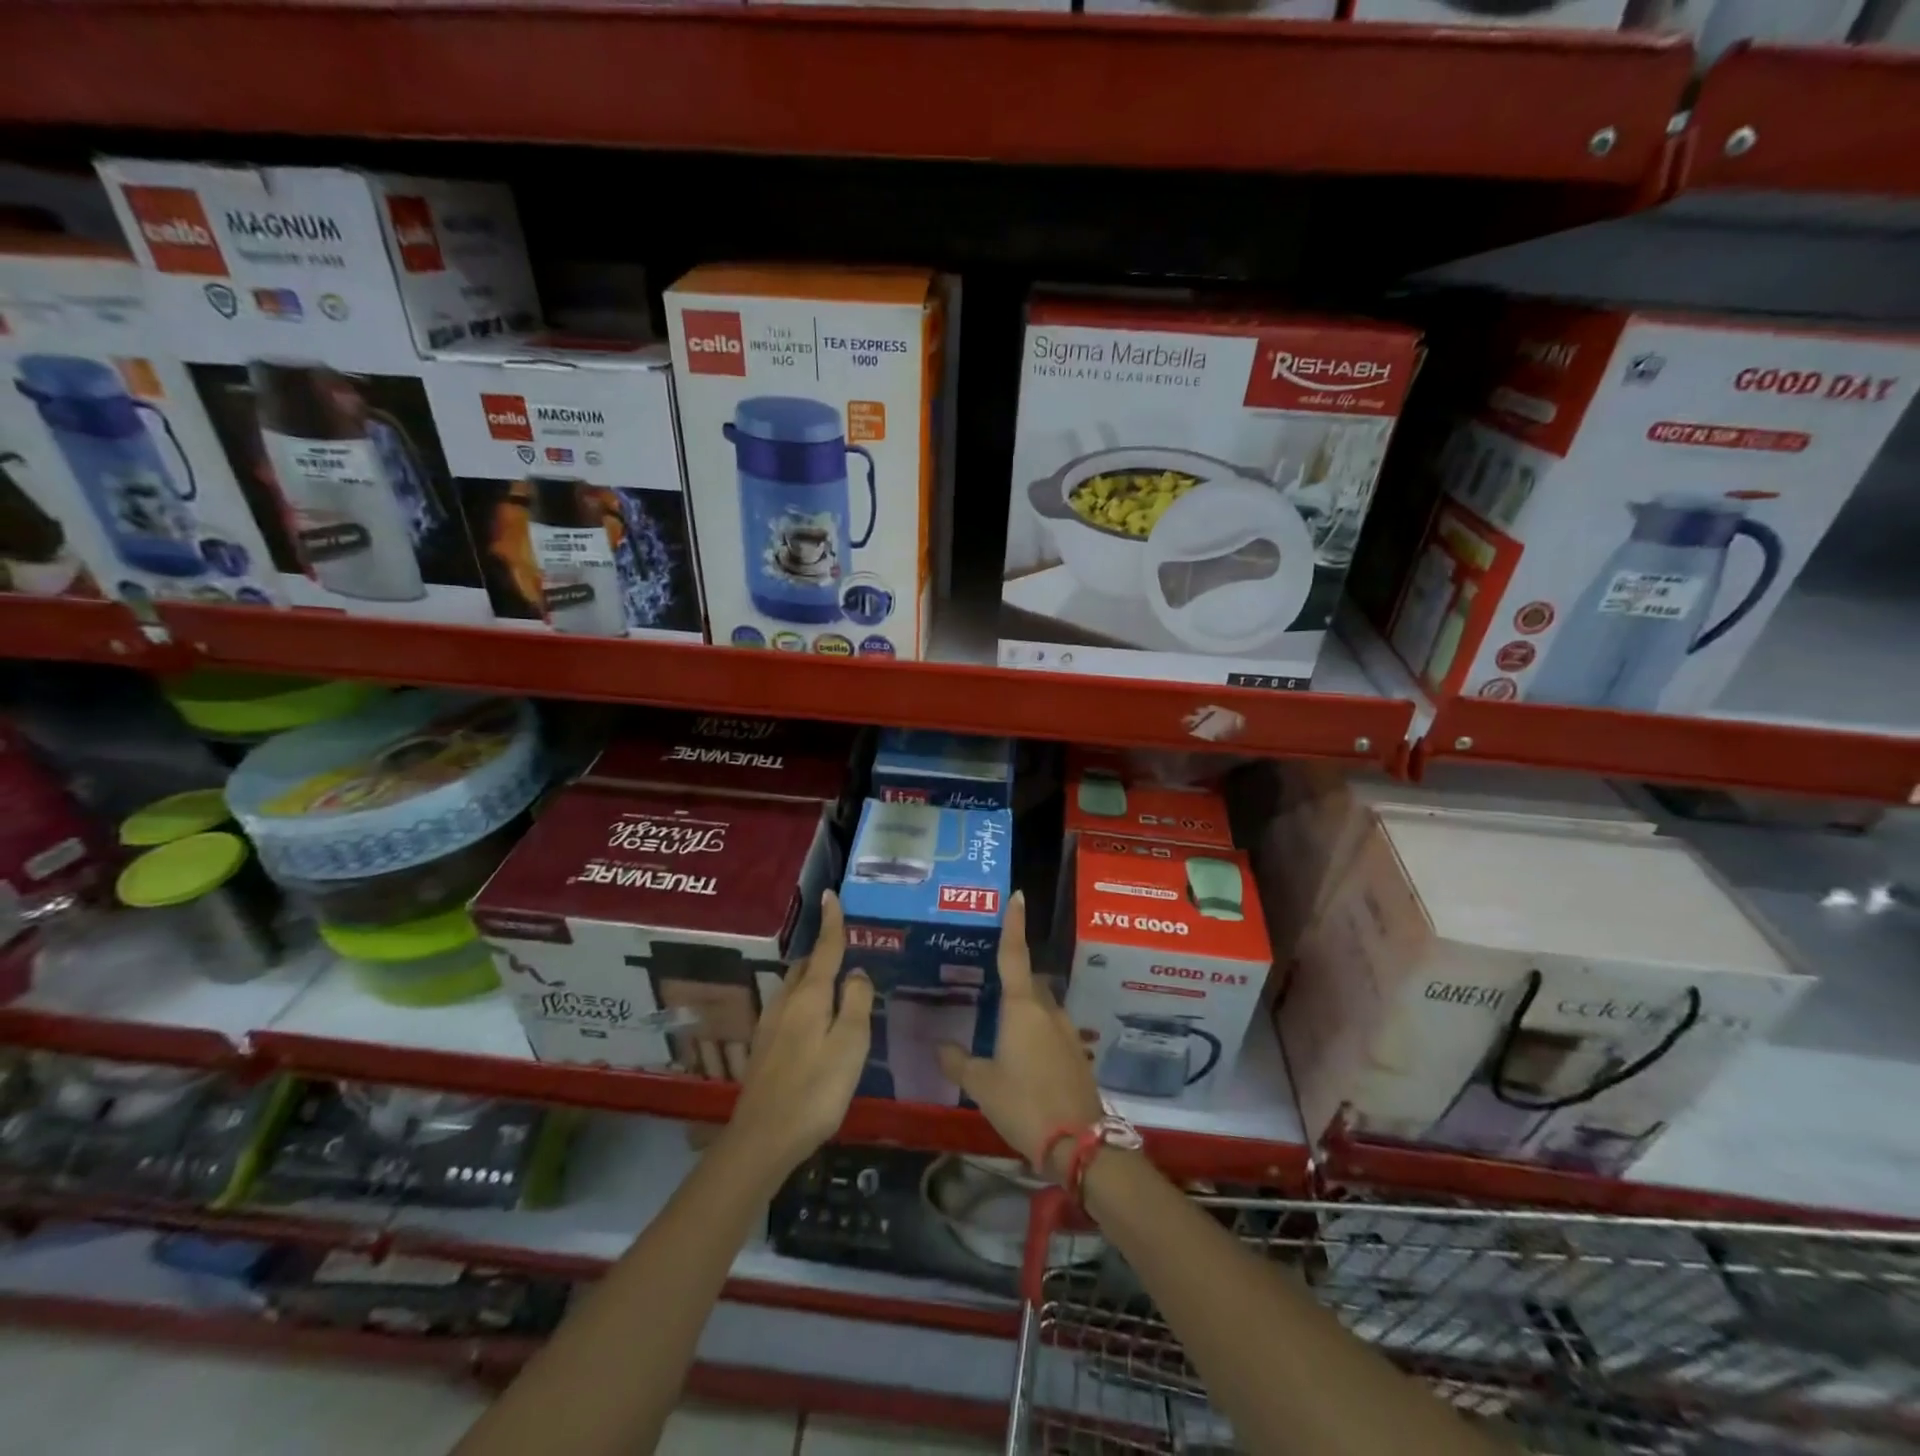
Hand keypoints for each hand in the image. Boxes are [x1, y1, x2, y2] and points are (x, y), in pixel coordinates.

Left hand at [726, 890, 874, 1176]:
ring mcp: (770, 1025)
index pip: (824, 949)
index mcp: (810, 996)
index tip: (830, 895)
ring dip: (813, 978)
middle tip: (845, 953)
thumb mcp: (851, 1045)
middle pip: (806, 966)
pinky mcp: (764, 1047)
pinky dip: (804, 1001)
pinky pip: (788, 1008)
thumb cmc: (816, 1089)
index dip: (831, 922)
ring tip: (835, 988)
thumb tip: (857, 973)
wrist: (763, 1138)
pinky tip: (814, 1024)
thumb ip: (857, 1003)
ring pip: (794, 987)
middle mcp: (786, 1002)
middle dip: (823, 953)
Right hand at [937, 890, 1104, 1178]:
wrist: (1078, 1142)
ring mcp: (1067, 1032)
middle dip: (1016, 979)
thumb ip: (959, 1062)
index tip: (1017, 896)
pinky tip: (1025, 1058)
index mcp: (1022, 1008)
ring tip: (1005, 1029)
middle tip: (993, 987)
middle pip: (1031, 982)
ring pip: (1044, 1007)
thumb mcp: (982, 1084)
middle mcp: (1048, 1011)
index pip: (1014, 955)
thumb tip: (942, 1046)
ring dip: (1028, 1010)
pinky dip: (1038, 1033)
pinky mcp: (1077, 1054)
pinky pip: (1053, 1031)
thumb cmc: (1023, 1103)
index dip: (1013, 925)